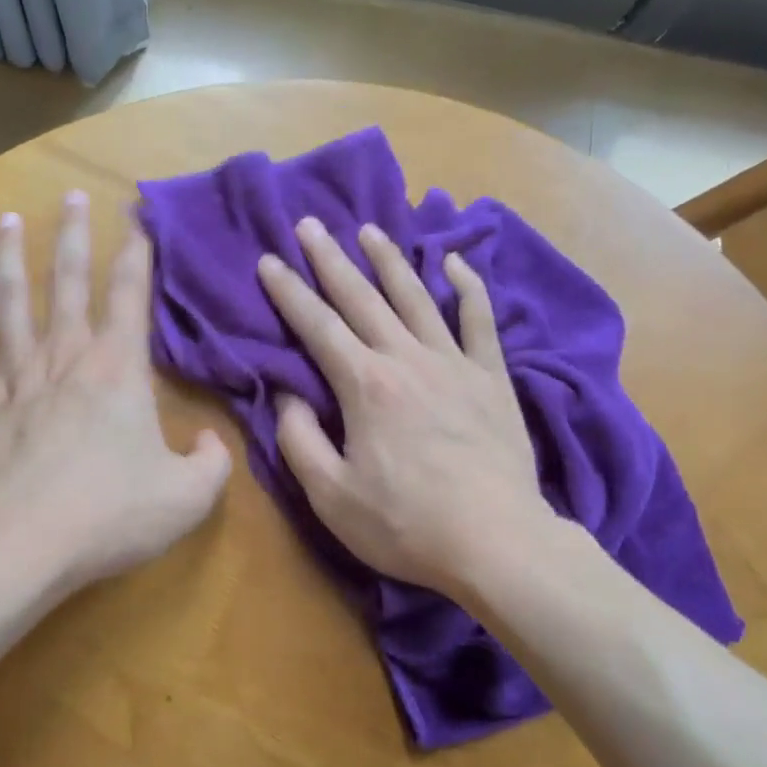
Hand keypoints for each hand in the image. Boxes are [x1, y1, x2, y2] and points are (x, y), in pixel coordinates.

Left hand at [0, 192, 230, 593]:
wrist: (17, 544)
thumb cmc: (109, 514)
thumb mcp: (188, 497)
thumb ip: (212, 464)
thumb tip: (213, 441)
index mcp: (117, 368)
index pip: (130, 295)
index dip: (137, 254)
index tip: (137, 219)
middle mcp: (64, 357)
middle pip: (67, 281)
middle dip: (73, 236)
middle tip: (72, 196)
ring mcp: (12, 376)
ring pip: (8, 302)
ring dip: (8, 258)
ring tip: (6, 220)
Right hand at [257, 217, 556, 600]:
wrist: (497, 541)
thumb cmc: (406, 525)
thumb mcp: (331, 496)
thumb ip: (299, 440)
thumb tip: (287, 395)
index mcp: (365, 385)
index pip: (317, 327)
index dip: (289, 293)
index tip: (269, 261)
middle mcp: (407, 359)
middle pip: (362, 298)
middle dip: (331, 260)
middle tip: (310, 224)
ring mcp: (454, 364)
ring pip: (416, 297)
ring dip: (390, 260)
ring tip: (369, 230)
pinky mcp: (492, 378)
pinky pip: (479, 321)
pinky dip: (468, 287)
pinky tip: (454, 262)